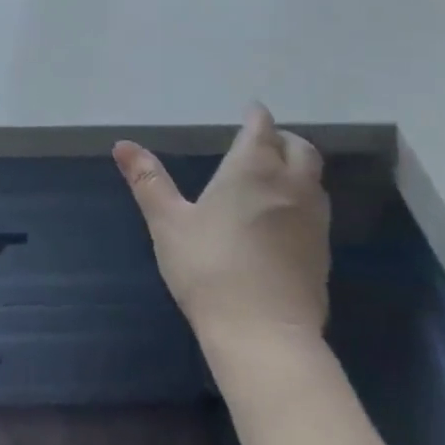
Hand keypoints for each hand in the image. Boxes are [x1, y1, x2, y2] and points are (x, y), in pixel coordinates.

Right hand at [114, 106, 330, 362]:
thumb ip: (148, 180)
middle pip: (300, 148)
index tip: (250, 111)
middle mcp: (290, 186)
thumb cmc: (208, 268)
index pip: (262, 129)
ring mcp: (312, 220)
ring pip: (314, 179)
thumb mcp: (167, 222)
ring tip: (273, 174)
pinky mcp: (322, 252)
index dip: (256, 117)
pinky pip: (316, 209)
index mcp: (251, 170)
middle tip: (262, 141)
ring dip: (297, 167)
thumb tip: (122, 144)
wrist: (263, 333)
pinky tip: (281, 217)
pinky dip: (302, 198)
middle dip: (282, 138)